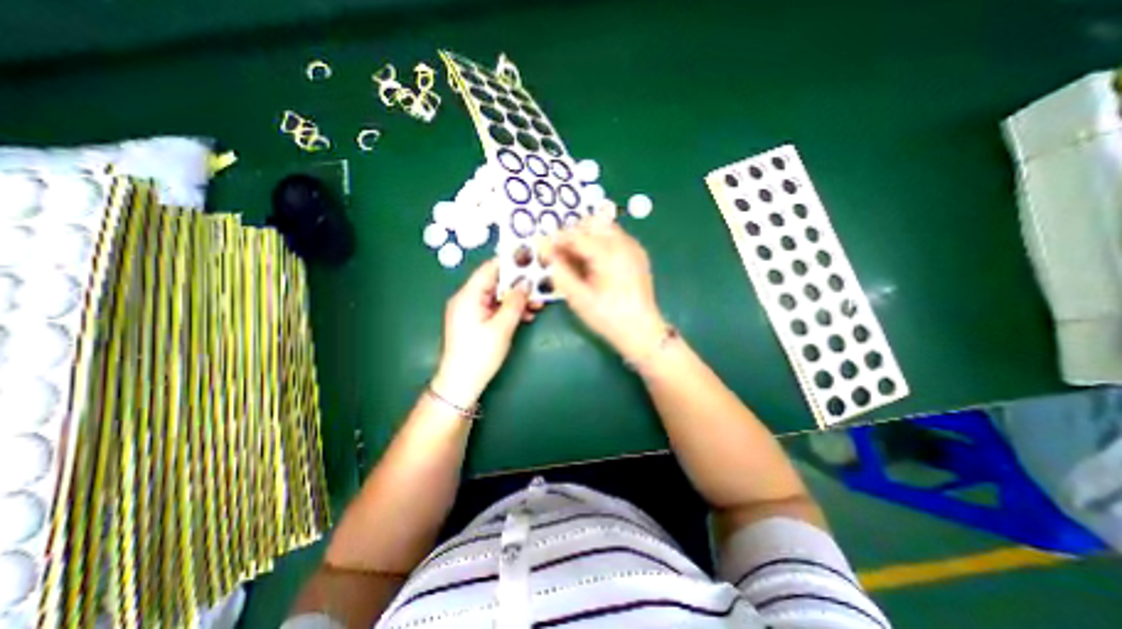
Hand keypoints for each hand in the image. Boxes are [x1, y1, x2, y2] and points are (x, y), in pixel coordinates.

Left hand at [431, 259, 540, 404]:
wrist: (461, 384)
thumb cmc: (480, 354)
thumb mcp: (502, 328)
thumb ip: (515, 303)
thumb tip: (525, 283)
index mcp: (468, 296)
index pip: (489, 269)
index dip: (509, 263)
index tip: (530, 260)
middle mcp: (467, 298)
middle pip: (495, 283)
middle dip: (518, 284)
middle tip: (539, 286)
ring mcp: (470, 310)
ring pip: (497, 296)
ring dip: (516, 299)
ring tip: (537, 304)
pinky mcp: (475, 321)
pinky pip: (494, 308)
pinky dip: (509, 310)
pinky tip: (525, 315)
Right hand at [540, 216, 669, 362]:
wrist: (641, 331)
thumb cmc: (608, 317)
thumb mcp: (578, 298)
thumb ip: (560, 271)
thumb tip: (545, 252)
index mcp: (608, 254)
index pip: (576, 235)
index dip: (557, 239)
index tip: (543, 247)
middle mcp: (623, 243)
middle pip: (592, 222)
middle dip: (573, 233)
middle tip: (560, 253)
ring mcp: (633, 247)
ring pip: (604, 227)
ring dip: (587, 235)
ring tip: (576, 257)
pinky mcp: (638, 254)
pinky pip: (615, 236)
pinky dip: (600, 241)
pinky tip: (594, 261)